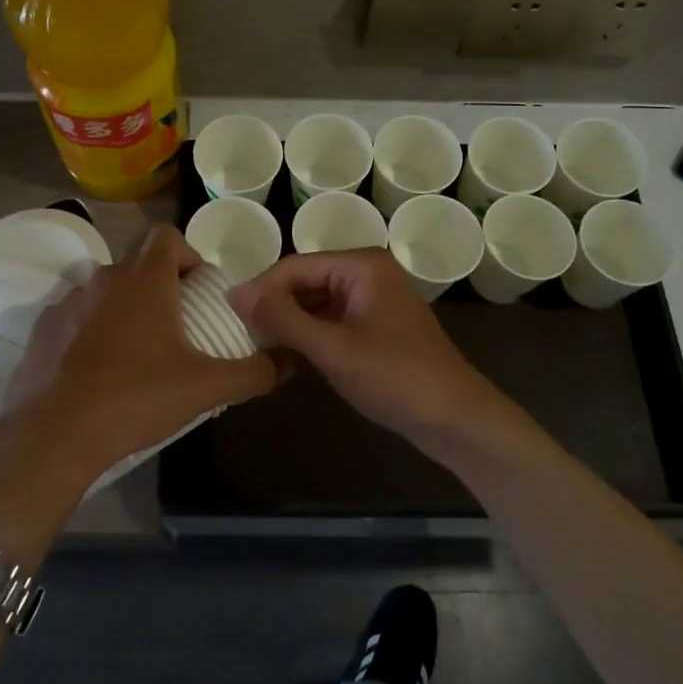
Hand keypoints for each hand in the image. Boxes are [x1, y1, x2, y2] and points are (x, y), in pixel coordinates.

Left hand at [0, 226, 276, 488]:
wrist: (53, 437)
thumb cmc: (136, 399)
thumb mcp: (205, 388)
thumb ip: (254, 372)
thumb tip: (289, 362)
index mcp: (144, 280)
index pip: (167, 235)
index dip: (188, 254)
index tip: (199, 291)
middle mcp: (104, 279)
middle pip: (138, 264)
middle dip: (161, 287)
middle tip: (177, 328)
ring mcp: (67, 303)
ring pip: (106, 291)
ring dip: (125, 309)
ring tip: (138, 353)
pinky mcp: (41, 330)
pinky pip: (76, 318)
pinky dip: (91, 332)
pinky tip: (98, 372)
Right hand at [231, 249, 503, 450]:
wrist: (455, 418)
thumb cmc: (394, 377)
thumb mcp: (332, 349)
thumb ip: (282, 318)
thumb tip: (235, 292)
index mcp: (361, 265)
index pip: (296, 266)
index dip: (261, 289)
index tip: (228, 315)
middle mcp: (367, 272)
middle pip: (305, 282)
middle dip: (274, 308)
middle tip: (239, 336)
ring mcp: (373, 299)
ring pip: (316, 303)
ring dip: (289, 326)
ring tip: (256, 349)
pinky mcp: (375, 325)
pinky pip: (331, 321)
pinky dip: (310, 338)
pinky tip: (286, 361)